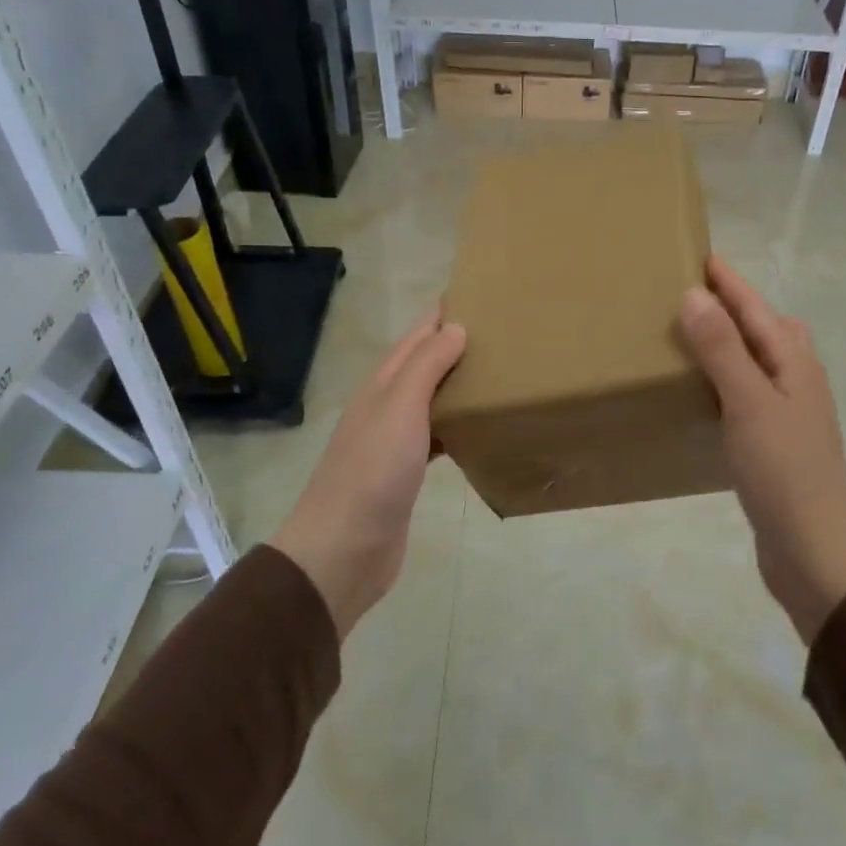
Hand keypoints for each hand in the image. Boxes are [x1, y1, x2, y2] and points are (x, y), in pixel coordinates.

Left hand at [270, 308, 466, 639]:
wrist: (343, 549)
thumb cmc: (372, 472)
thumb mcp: (400, 408)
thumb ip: (426, 366)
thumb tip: (455, 327)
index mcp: (382, 385)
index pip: (415, 338)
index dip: (441, 316)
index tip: (478, 297)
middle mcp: (386, 406)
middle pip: (423, 366)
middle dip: (454, 346)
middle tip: (501, 335)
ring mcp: (394, 441)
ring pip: (431, 400)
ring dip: (457, 385)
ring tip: (496, 374)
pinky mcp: (406, 473)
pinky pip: (436, 435)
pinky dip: (456, 424)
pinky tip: (478, 428)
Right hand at [679, 256, 845, 643]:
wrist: (815, 550)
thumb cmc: (784, 471)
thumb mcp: (749, 403)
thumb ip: (722, 349)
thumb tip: (695, 294)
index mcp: (794, 362)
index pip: (756, 307)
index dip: (728, 281)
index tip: (697, 254)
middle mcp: (795, 380)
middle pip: (765, 328)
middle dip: (733, 305)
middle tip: (690, 293)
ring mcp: (787, 412)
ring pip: (756, 361)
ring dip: (728, 342)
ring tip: (689, 335)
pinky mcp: (773, 441)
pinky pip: (746, 392)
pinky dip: (724, 379)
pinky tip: (701, 392)